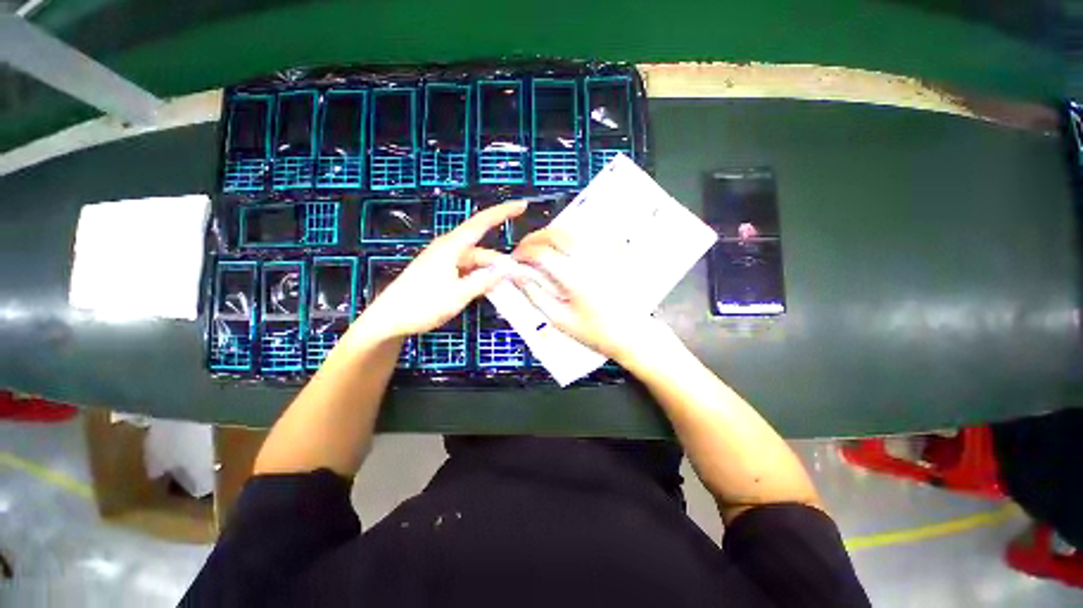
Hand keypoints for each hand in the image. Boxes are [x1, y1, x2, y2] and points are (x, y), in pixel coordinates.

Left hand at [360, 201, 525, 339]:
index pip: (481, 223)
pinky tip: (487, 289)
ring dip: (489, 272)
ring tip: (505, 287)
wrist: (389, 320)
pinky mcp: (440, 272)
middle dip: (499, 261)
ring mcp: (443, 261)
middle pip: (481, 249)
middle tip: (519, 276)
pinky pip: (466, 270)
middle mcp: (448, 249)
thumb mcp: (457, 295)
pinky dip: (479, 278)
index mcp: (450, 247)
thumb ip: (483, 282)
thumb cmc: (421, 305)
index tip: (522, 205)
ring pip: (475, 262)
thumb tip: (506, 270)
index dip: (502, 212)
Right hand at [510, 228, 646, 361]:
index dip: (522, 253)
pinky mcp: (611, 255)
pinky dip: (568, 237)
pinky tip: (562, 249)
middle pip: (555, 234)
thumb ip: (535, 295)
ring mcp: (602, 254)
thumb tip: (518, 277)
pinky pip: (586, 236)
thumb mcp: (560, 319)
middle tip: (523, 252)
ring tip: (540, 249)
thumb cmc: (596, 332)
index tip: (514, 261)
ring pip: (570, 231)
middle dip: (533, 239)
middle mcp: (589, 259)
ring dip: (549, 235)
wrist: (631, 334)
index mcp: (574, 277)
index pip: (541, 253)